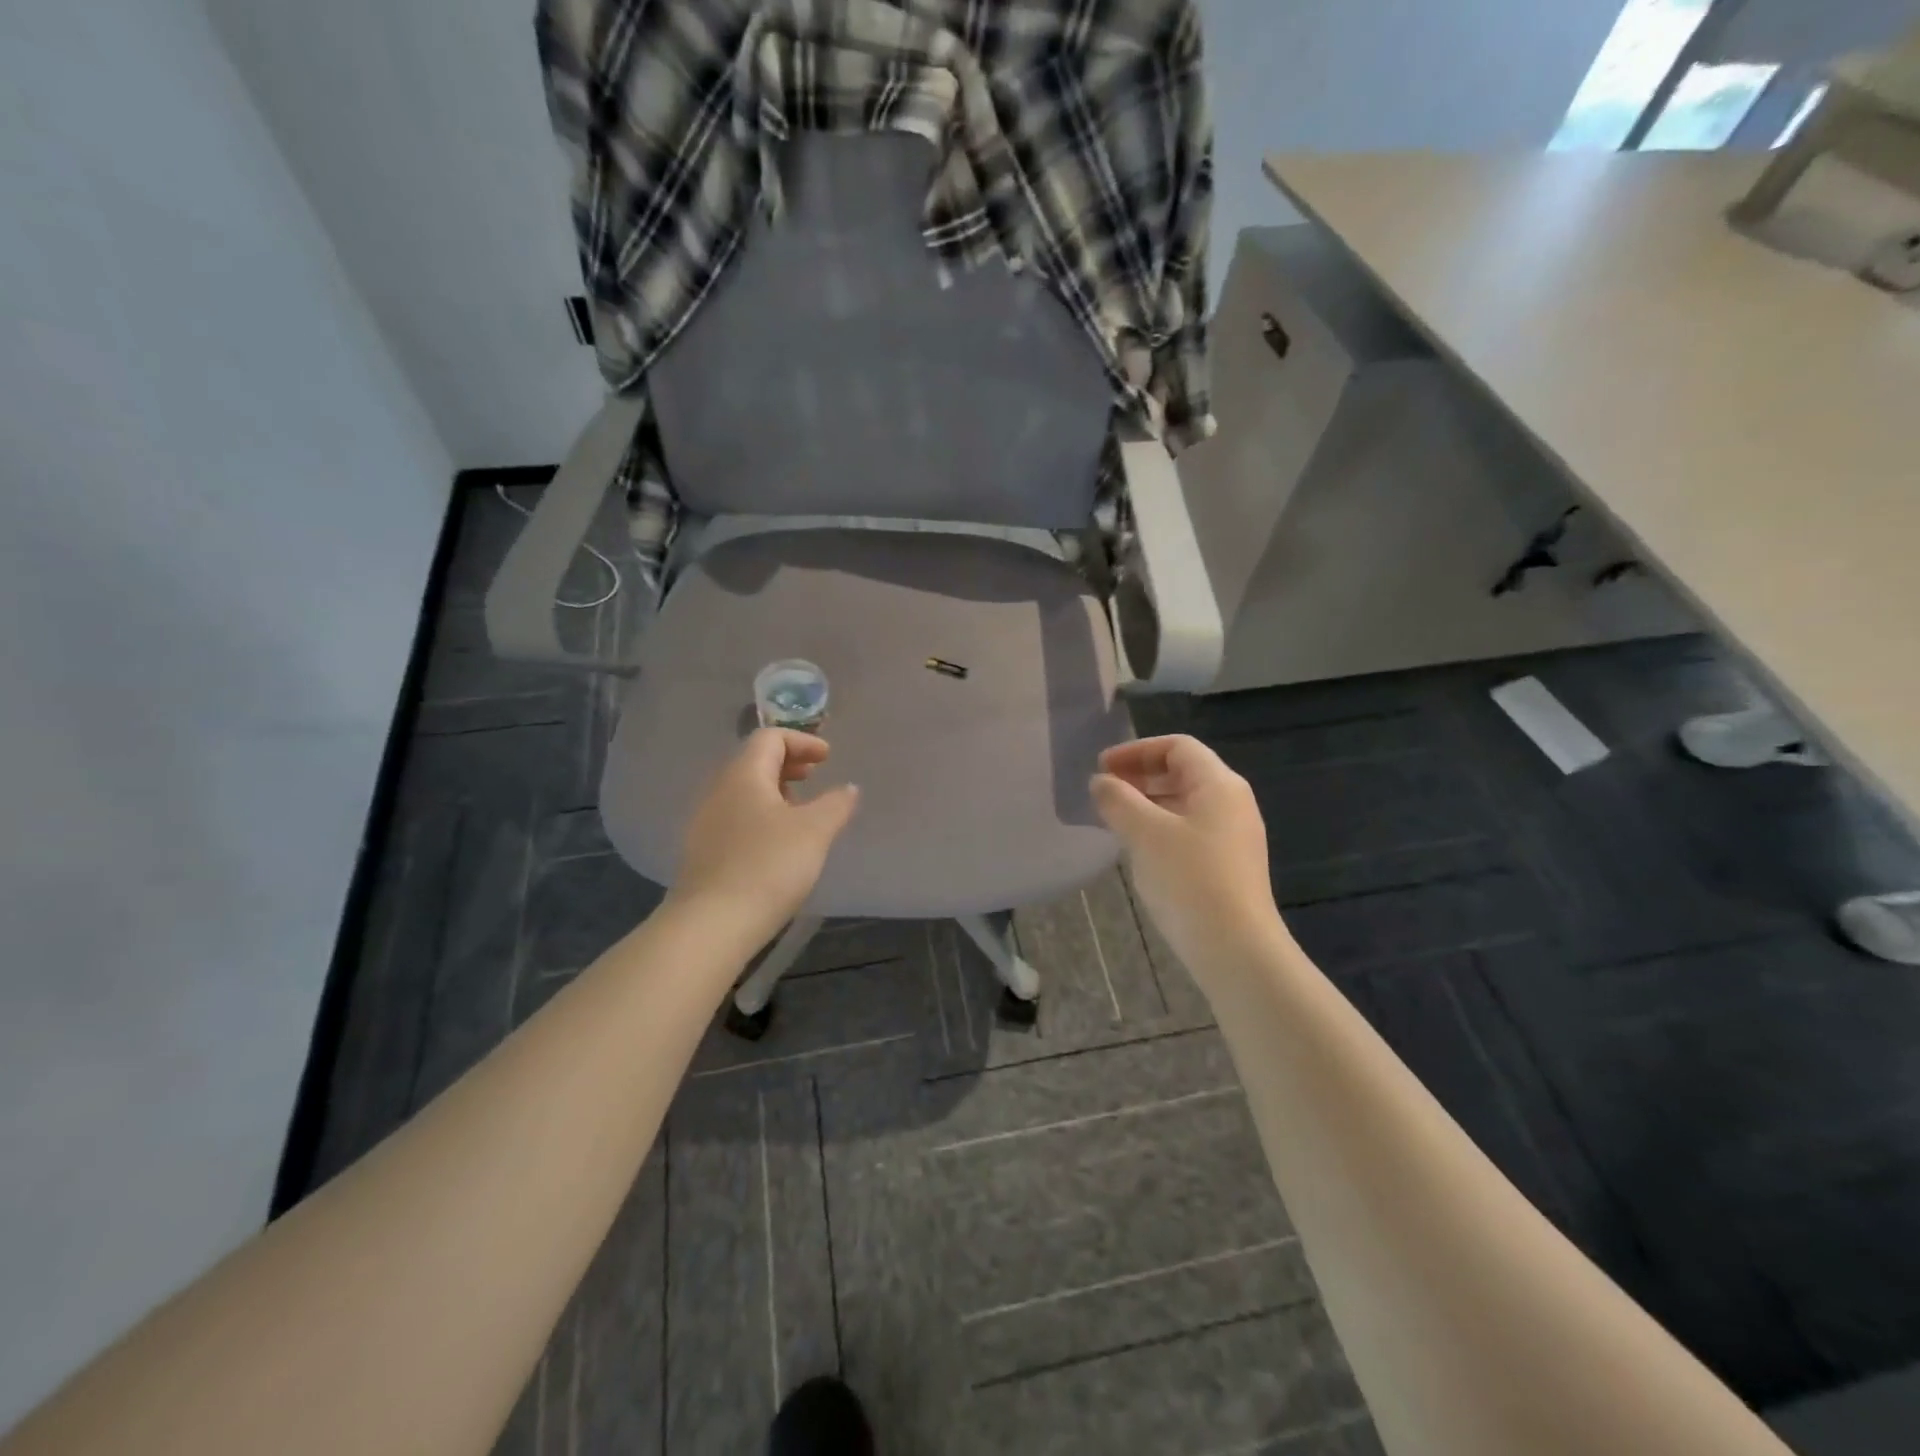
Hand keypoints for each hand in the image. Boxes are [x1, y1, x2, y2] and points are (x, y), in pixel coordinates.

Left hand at [671, 730, 859, 942]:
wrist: (711, 924)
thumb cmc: (768, 866)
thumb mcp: (815, 831)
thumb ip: (836, 804)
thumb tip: (848, 788)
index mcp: (743, 775)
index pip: (770, 738)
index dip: (802, 741)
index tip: (827, 758)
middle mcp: (718, 790)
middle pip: (753, 761)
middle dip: (787, 764)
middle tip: (815, 776)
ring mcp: (704, 822)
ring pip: (743, 791)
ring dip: (773, 791)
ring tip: (800, 811)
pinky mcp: (701, 852)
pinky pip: (734, 817)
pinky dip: (760, 815)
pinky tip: (776, 843)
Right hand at [1090, 736, 1288, 976]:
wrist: (1236, 949)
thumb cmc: (1189, 879)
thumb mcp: (1145, 833)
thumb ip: (1118, 800)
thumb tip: (1101, 782)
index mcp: (1219, 784)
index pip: (1177, 746)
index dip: (1136, 751)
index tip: (1102, 768)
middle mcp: (1232, 803)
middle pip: (1183, 772)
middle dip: (1140, 776)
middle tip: (1103, 791)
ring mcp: (1233, 835)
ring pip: (1184, 803)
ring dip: (1147, 803)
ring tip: (1113, 819)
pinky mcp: (1228, 865)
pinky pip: (1189, 830)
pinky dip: (1160, 827)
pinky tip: (1138, 848)